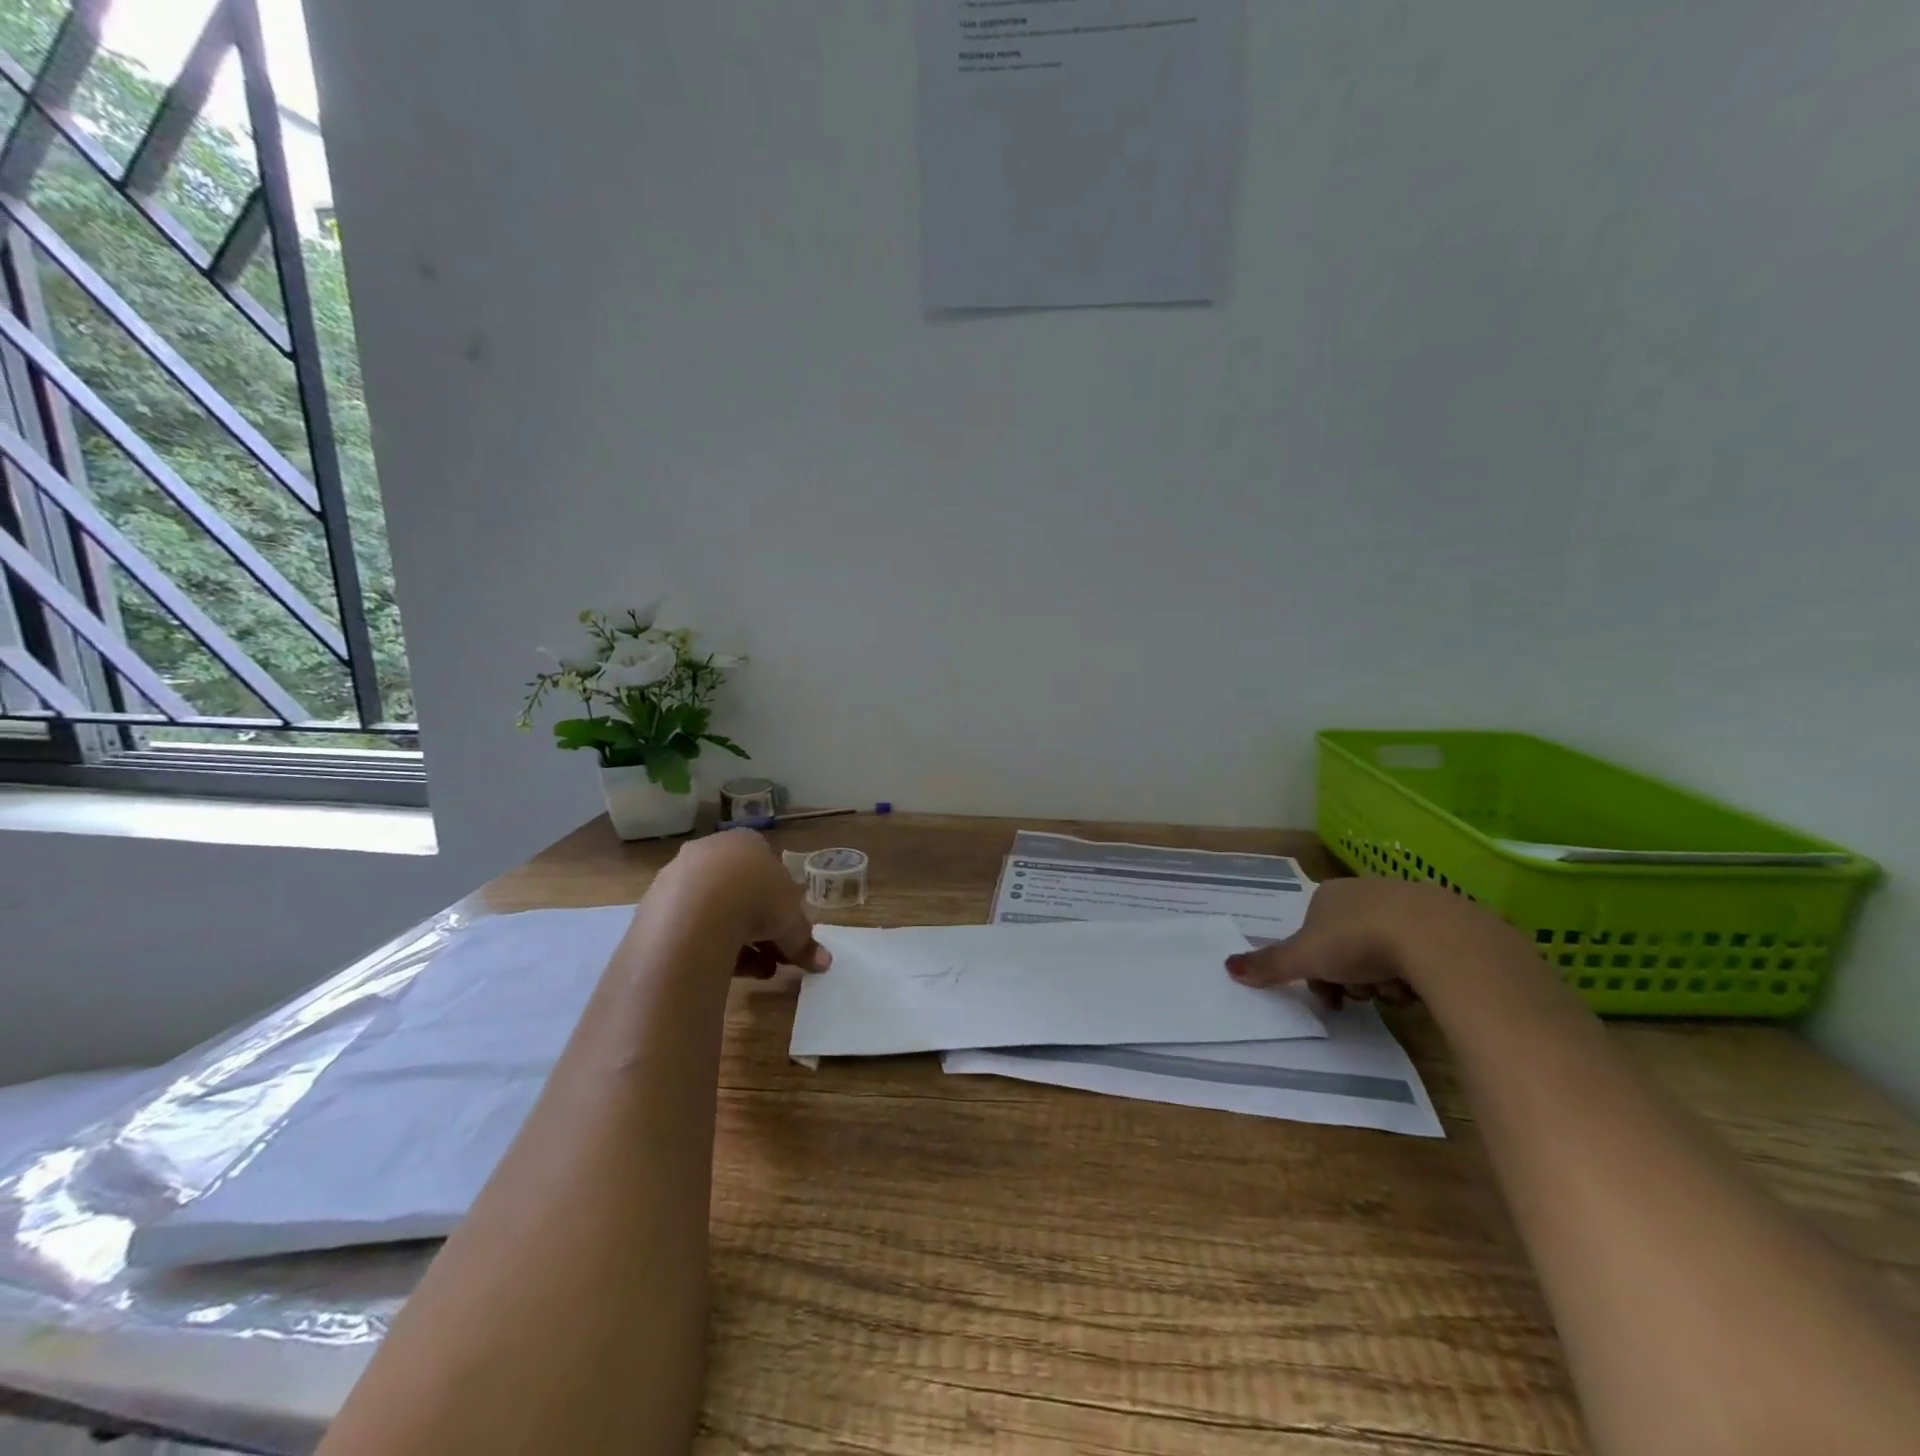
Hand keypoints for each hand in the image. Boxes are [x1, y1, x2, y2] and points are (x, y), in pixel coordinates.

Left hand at [651, 830, 831, 976]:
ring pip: (715, 912)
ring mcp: (679, 877)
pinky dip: (711, 948)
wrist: (696, 910)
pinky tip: (726, 972)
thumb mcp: (792, 922)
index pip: (769, 872)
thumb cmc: (756, 899)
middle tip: (775, 956)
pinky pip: (690, 928)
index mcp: (747, 843)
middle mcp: (712, 852)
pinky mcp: (656, 906)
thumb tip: (824, 962)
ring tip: (758, 972)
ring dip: (739, 942)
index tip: (788, 933)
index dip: (782, 906)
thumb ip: (805, 941)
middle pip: (741, 893)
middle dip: (761, 928)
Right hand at [1226, 877, 1518, 1007]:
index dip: (1314, 968)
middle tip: (1358, 998)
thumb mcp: (1305, 958)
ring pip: (1383, 954)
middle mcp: (1365, 892)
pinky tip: (1420, 986)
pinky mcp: (1446, 922)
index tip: (1326, 994)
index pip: (1312, 935)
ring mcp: (1408, 904)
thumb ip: (1269, 965)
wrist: (1436, 937)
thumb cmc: (1358, 941)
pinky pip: (1420, 956)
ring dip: (1382, 981)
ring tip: (1393, 993)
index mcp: (1329, 895)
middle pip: (1347, 947)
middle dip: (1349, 978)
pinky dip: (1415, 975)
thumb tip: (1227, 967)